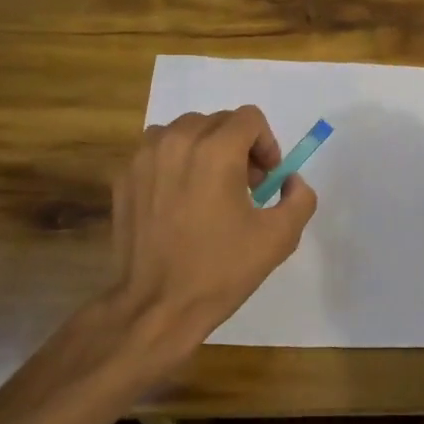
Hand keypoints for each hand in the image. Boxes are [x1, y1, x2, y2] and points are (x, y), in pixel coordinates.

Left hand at [107, 107, 316, 372]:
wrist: (156, 306)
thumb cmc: (220, 270)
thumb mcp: (279, 237)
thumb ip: (300, 198)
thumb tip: (290, 181)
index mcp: (216, 151)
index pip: (249, 118)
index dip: (266, 144)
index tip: (266, 179)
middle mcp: (177, 141)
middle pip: (218, 121)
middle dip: (238, 146)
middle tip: (244, 188)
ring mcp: (144, 157)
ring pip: (185, 131)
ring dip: (204, 149)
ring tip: (210, 189)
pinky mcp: (124, 176)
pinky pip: (157, 150)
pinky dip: (175, 162)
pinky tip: (179, 200)